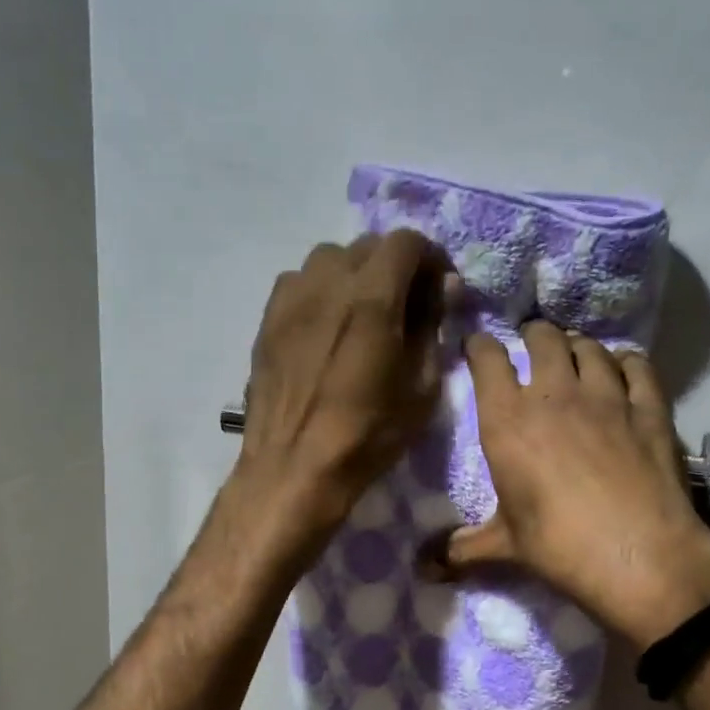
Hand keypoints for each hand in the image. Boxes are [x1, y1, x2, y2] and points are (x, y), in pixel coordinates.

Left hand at [233, 231, 450, 546]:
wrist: (295, 467)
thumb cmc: (368, 434)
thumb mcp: (421, 387)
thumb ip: (431, 327)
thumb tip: (440, 289)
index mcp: (372, 298)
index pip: (406, 242)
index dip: (431, 258)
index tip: (440, 288)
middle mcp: (328, 284)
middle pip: (368, 246)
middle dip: (395, 266)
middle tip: (406, 303)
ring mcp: (292, 299)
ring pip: (329, 259)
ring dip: (355, 274)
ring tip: (363, 311)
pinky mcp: (268, 319)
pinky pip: (299, 283)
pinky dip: (321, 291)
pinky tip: (326, 326)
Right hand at [434, 321, 709, 645]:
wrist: (637, 556)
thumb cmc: (558, 546)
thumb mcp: (505, 546)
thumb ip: (462, 548)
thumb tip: (423, 571)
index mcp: (508, 420)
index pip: (488, 360)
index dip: (481, 346)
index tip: (479, 346)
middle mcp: (555, 394)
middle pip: (543, 338)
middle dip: (533, 335)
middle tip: (532, 345)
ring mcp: (607, 396)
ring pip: (590, 347)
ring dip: (578, 346)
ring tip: (575, 355)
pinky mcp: (649, 408)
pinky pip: (637, 366)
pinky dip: (627, 362)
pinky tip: (624, 369)